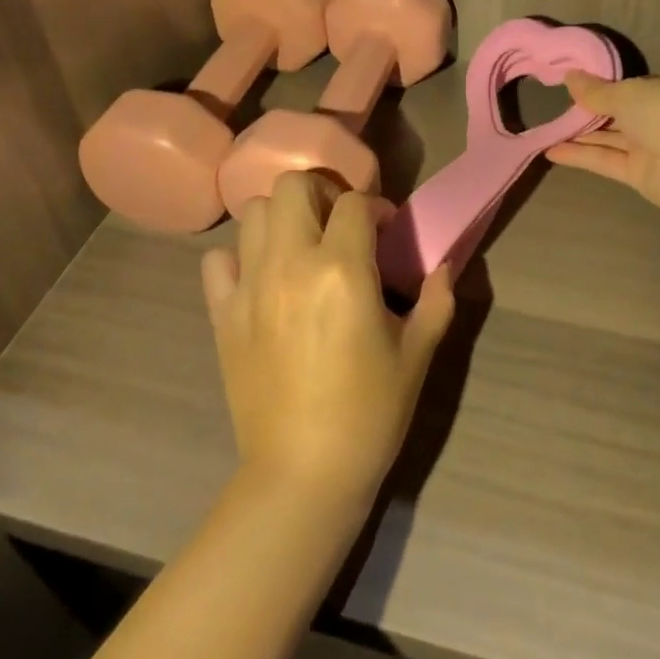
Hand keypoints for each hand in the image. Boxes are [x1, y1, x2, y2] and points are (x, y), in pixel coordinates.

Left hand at [201, 173, 454, 508]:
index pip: (355, 203)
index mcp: (343, 272)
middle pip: (292, 186)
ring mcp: (250, 287)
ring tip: (303, 246)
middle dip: (322, 192)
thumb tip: (442, 266)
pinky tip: (263, 279)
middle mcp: (290, 265)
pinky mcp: (222, 314)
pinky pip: (217, 261)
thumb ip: (436, 301)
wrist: (303, 472)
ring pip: (253, 212)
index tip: (386, 230)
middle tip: (340, 223)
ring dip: (283, 217)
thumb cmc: (371, 414)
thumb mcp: (417, 355)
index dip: (376, 208)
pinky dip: (240, 257)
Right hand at [546, 70, 659, 210]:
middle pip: (619, 112)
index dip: (604, 86)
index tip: (575, 86)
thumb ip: (596, 90)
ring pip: (610, 138)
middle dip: (590, 111)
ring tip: (547, 130)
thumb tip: (569, 76)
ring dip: (581, 134)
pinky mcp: (639, 174)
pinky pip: (606, 160)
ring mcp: (651, 146)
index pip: (632, 85)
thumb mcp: (626, 92)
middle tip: (556, 108)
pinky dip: (581, 156)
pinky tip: (552, 151)